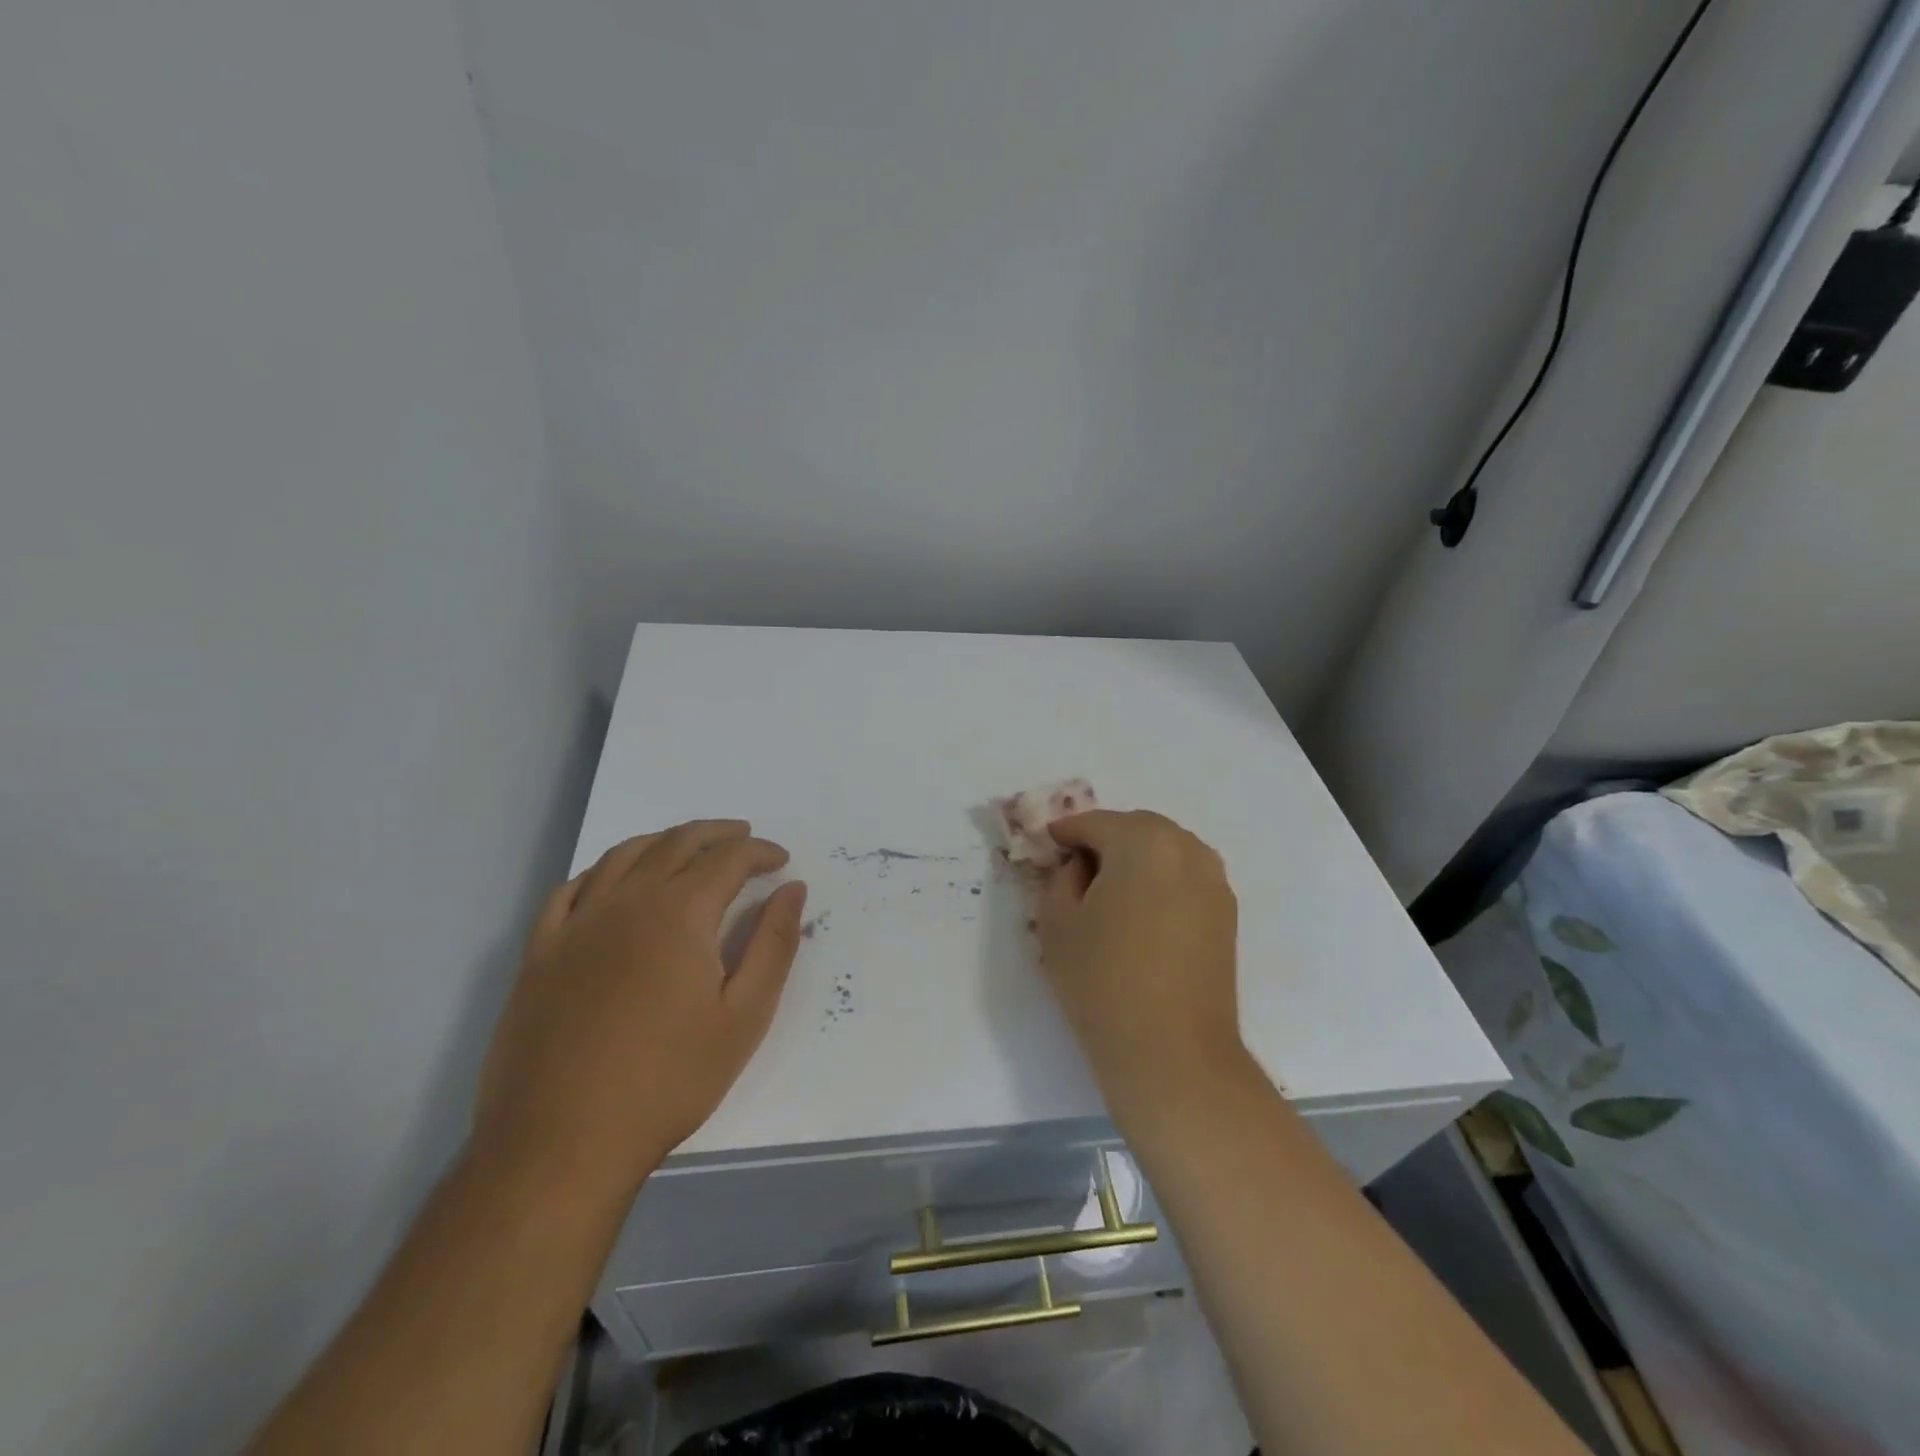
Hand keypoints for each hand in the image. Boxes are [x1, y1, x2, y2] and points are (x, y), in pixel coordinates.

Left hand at [473, 821, 805, 1206]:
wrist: (560, 1143)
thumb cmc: (668, 1081)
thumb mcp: (744, 1017)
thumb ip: (774, 944)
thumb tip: (793, 890)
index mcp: (679, 913)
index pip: (727, 859)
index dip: (760, 853)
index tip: (781, 862)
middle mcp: (626, 902)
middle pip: (676, 844)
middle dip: (717, 835)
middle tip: (744, 839)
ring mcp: (576, 925)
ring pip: (623, 856)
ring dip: (664, 841)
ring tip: (688, 846)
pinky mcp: (540, 953)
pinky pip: (570, 890)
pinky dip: (602, 871)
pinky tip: (614, 880)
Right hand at [1035, 810, 1242, 1118]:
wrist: (1172, 1052)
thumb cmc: (1103, 979)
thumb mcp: (1057, 921)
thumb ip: (1060, 876)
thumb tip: (1077, 865)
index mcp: (1143, 840)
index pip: (1093, 823)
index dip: (1064, 834)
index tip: (1045, 849)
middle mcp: (1186, 848)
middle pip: (1135, 829)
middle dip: (1103, 842)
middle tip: (1074, 872)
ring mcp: (1214, 881)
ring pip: (1164, 852)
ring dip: (1134, 861)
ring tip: (1108, 896)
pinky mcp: (1227, 914)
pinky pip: (1184, 879)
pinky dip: (1159, 883)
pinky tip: (1140, 917)